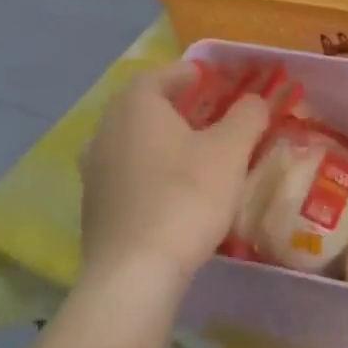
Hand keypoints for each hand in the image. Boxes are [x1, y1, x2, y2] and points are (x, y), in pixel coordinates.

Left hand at [78, 64, 268, 290]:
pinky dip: (148, 170)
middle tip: (208, 113)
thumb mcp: (230, 151)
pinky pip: (124, 173)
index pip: (160, 75)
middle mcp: (105, 130)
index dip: (189, 74)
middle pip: (142, 106)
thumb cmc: (186, 197)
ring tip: (192, 151)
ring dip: (160, 139)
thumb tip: (255, 100)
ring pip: (131, 141)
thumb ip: (247, 116)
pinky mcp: (92, 206)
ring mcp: (93, 170)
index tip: (212, 80)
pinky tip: (172, 190)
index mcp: (135, 106)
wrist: (134, 273)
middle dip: (175, 106)